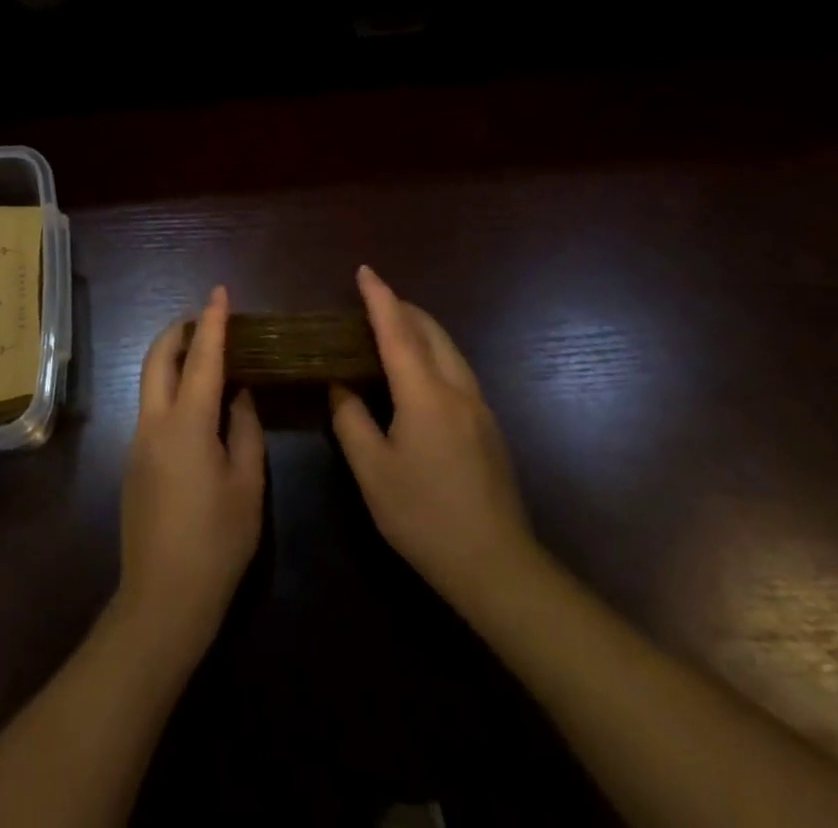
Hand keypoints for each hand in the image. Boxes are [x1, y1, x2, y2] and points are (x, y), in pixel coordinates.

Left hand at [117, 286, 265, 662]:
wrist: (162, 598)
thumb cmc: (217, 542)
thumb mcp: (247, 485)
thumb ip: (245, 430)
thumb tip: (241, 395)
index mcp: (188, 424)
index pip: (202, 358)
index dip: (212, 322)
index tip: (220, 292)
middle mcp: (155, 422)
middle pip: (158, 357)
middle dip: (179, 330)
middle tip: (206, 320)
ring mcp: (138, 440)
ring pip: (149, 380)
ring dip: (172, 357)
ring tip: (203, 356)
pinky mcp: (133, 460)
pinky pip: (151, 406)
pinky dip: (170, 387)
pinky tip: (195, 405)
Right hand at [330, 266, 537, 611]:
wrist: (497, 567)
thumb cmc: (425, 517)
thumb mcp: (373, 471)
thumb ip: (351, 420)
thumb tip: (340, 385)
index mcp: (425, 394)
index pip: (398, 331)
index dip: (379, 297)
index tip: (364, 270)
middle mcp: (457, 389)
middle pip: (430, 331)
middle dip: (402, 307)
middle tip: (372, 301)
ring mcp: (479, 407)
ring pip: (449, 349)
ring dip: (420, 329)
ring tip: (392, 328)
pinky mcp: (489, 427)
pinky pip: (457, 369)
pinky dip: (433, 352)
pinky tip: (419, 372)